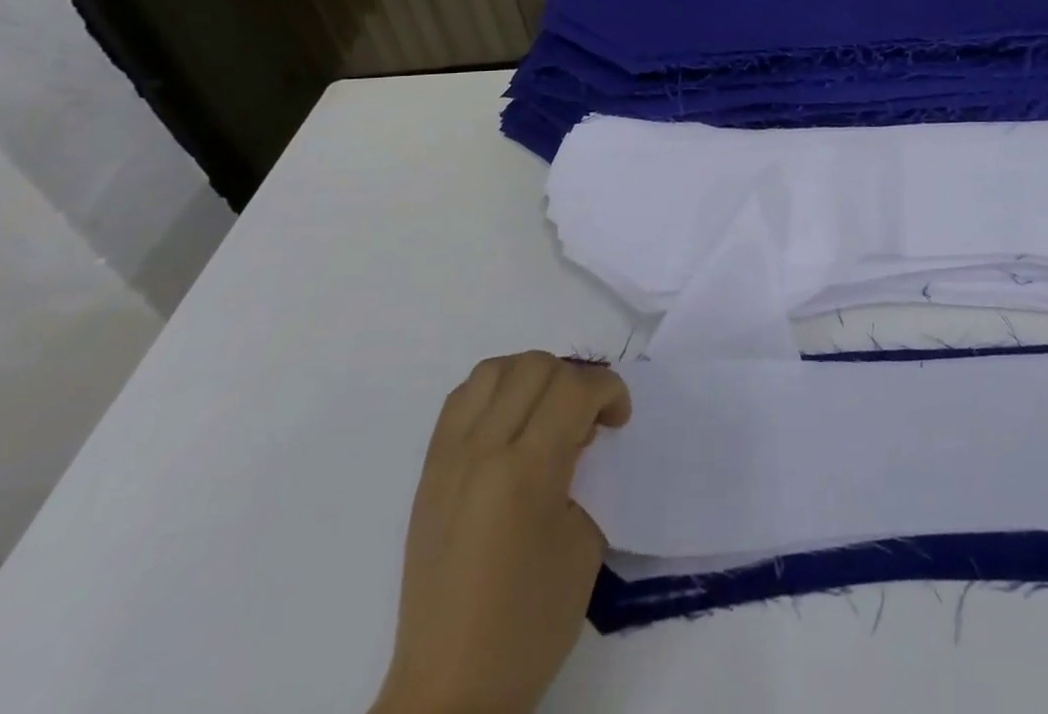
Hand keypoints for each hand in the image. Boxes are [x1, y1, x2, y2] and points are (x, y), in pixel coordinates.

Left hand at [372, 352, 631, 713]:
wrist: (449, 690)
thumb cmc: (528, 625)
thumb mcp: (583, 545)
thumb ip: (586, 476)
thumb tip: (582, 438)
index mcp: (526, 472)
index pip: (574, 388)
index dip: (609, 390)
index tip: (619, 420)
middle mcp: (483, 450)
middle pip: (535, 366)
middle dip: (575, 379)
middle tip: (588, 420)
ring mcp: (449, 458)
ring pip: (494, 370)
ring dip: (532, 376)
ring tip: (548, 413)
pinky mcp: (429, 472)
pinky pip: (462, 400)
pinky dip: (494, 392)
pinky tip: (511, 425)